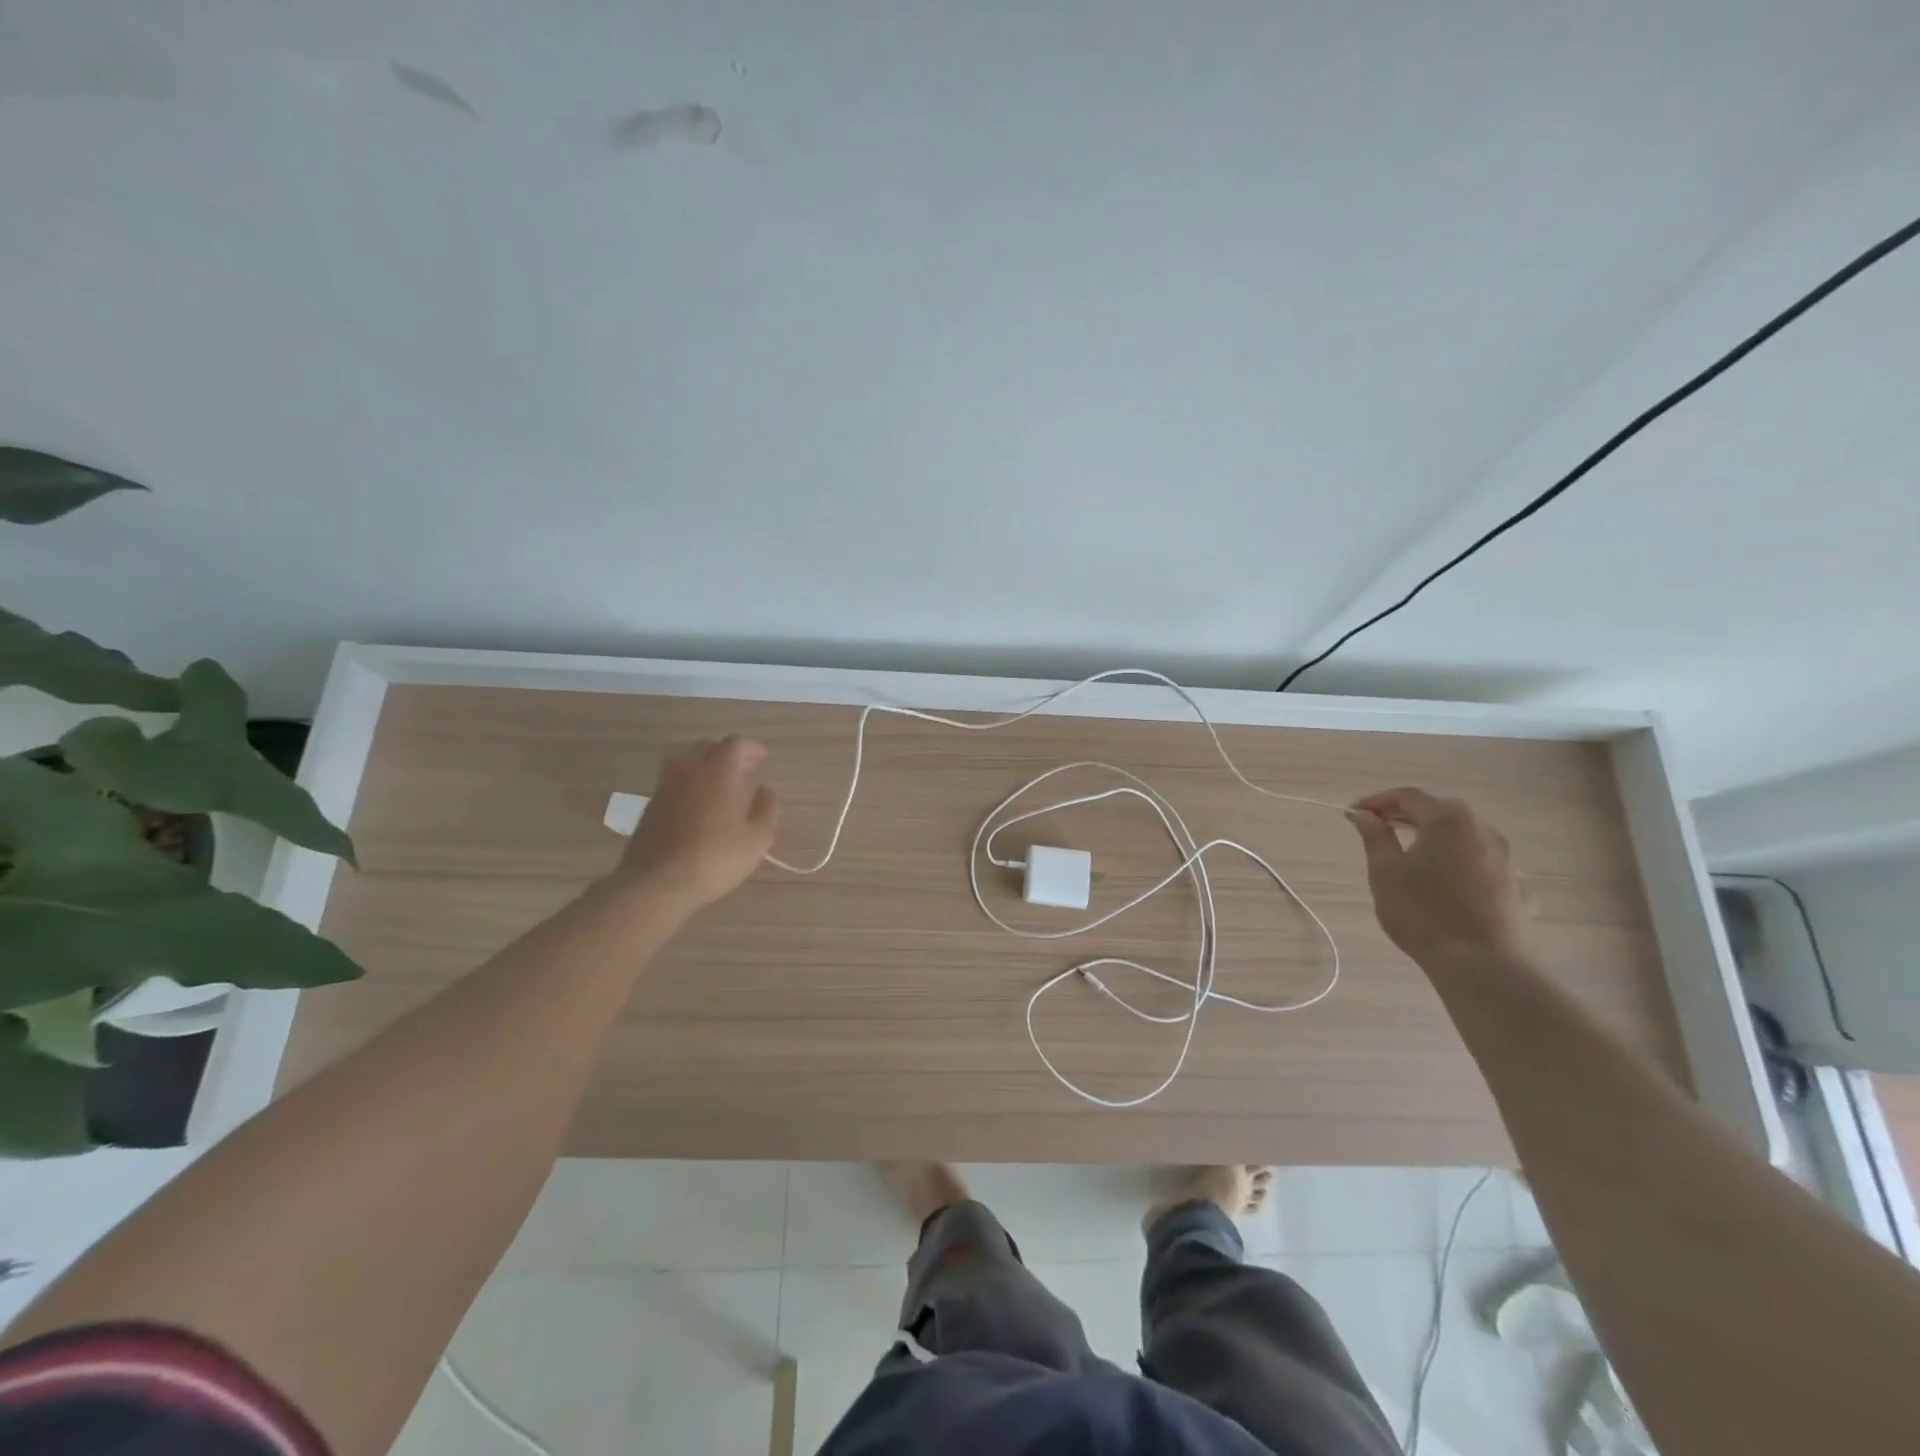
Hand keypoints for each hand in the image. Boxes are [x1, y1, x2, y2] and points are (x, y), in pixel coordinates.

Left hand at [613, 737, 779, 913]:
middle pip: (709, 747)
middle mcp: (690, 769)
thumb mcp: (757, 838)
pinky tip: (697, 806)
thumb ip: (766, 808)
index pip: (736, 743)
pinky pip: (673, 782)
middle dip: (728, 754)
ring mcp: (665, 785)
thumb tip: (766, 790)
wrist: (657, 882)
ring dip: (705, 767)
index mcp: (719, 770)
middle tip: (744, 770)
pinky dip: (688, 785)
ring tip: (719, 786)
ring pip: (686, 762)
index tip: (762, 759)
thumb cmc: (716, 857)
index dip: (752, 748)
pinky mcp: (650, 805)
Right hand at [1348, 787, 1524, 967]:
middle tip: (1377, 828)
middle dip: (1405, 816)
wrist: (1478, 963)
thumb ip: (1374, 836)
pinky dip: (1458, 860)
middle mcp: (1482, 829)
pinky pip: (1480, 861)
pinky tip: (1445, 878)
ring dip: (1433, 837)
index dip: (1376, 801)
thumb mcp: (1385, 871)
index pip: (1407, 796)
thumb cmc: (1421, 911)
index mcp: (1448, 820)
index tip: (1353, 813)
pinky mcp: (1515, 885)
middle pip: (1438, 811)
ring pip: (1462, 835)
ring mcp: (1504, 857)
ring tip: (1409, 853)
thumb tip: (1363, 815)